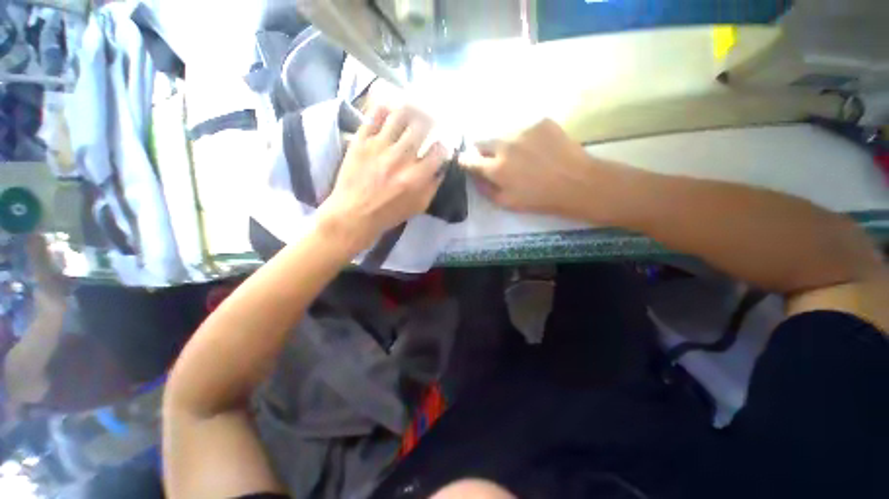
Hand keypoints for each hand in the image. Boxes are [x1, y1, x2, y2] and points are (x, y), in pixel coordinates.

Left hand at [318, 105, 448, 250]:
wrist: (354, 214)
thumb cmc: (389, 214)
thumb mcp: (419, 206)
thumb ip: (432, 186)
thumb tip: (441, 168)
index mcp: (417, 176)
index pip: (439, 150)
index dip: (443, 144)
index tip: (441, 144)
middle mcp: (402, 156)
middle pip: (422, 126)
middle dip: (431, 120)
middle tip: (431, 119)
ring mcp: (380, 146)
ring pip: (400, 115)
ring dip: (411, 109)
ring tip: (414, 107)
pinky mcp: (361, 141)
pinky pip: (374, 116)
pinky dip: (384, 108)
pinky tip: (390, 109)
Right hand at [459, 119, 617, 220]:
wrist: (576, 183)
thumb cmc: (539, 198)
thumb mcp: (507, 203)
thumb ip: (485, 189)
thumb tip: (475, 177)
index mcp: (495, 168)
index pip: (469, 159)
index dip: (465, 160)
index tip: (467, 162)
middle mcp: (505, 144)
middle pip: (482, 140)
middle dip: (483, 150)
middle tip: (494, 159)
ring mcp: (523, 130)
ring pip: (503, 133)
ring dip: (504, 143)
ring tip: (520, 154)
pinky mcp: (540, 121)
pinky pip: (523, 127)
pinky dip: (524, 137)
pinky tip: (537, 147)